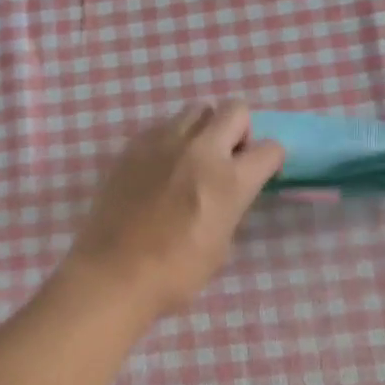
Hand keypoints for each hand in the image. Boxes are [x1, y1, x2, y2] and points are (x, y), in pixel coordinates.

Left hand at [63, 101, 284, 318]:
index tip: (261, 174)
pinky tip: (161, 169)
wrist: (113, 274)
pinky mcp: (133, 146)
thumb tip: (226, 195)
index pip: (270, 148)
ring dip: (204, 130)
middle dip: (240, 131)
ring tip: (191, 161)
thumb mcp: (221, 246)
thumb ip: (230, 209)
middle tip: (228, 158)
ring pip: (196, 111)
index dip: (270, 161)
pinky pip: (162, 127)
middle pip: (235, 110)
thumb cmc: (175, 273)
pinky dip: (171, 140)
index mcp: (229, 181)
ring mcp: (163, 143)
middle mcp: (200, 150)